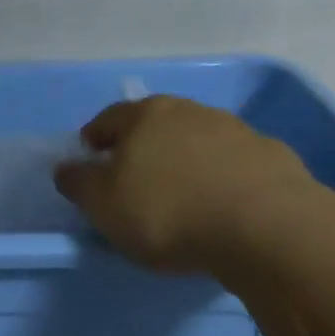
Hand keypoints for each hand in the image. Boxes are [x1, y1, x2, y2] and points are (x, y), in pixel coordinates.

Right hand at [54, 96, 313, 274]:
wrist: (261, 224)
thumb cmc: (166, 212)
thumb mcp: (104, 205)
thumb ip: (79, 184)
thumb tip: (66, 167)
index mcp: (145, 116)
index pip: (108, 120)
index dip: (93, 140)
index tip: (89, 159)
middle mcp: (190, 111)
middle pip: (155, 126)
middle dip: (141, 149)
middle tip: (133, 179)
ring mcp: (234, 130)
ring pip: (195, 142)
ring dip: (183, 161)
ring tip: (180, 194)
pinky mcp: (268, 156)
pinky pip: (230, 164)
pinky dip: (218, 178)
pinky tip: (218, 204)